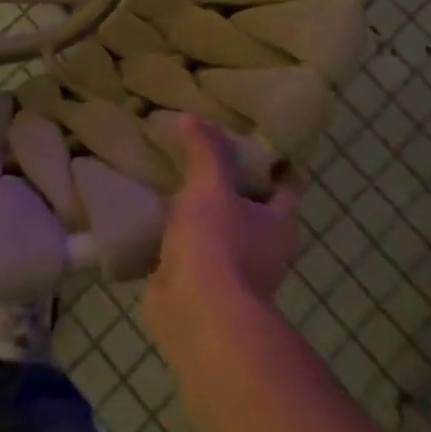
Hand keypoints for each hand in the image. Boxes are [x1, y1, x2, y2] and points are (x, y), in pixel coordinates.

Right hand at [145, 116, 301, 367]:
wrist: (197, 313)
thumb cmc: (219, 244)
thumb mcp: (212, 184)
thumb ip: (206, 149)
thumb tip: (192, 118)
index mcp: (278, 225)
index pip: (283, 186)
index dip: (269, 161)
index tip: (244, 136)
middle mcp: (262, 248)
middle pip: (247, 206)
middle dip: (225, 182)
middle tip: (196, 148)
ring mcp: (229, 269)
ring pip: (215, 227)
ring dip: (195, 208)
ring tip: (166, 174)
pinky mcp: (196, 282)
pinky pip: (184, 247)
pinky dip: (169, 232)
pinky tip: (147, 209)